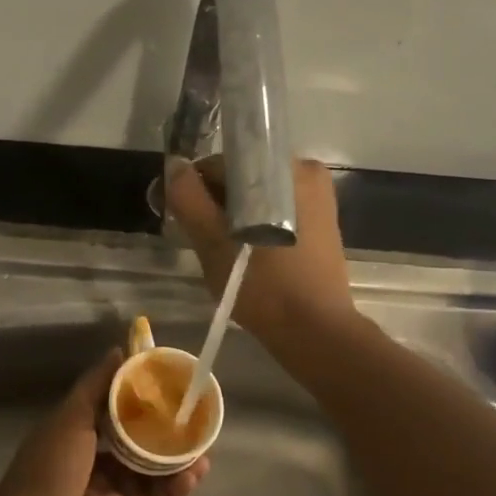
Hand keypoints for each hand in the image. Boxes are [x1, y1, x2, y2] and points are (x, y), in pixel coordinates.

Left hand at [0, 350, 208, 495]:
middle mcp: (93, 460)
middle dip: (165, 430)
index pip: (113, 408)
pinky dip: (175, 488)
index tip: (169, 382)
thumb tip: (120, 350)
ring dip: (176, 460)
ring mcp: (109, 492)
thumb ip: (96, 387)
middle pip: (137, 440)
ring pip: (150, 471)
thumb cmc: (48, 471)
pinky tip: (194, 474)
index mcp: (75, 433)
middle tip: (194, 417)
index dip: (140, 395)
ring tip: (203, 447)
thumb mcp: (69, 420)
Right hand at [164, 156, 355, 347]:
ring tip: (226, 251)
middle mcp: (306, 172)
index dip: (196, 189)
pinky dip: (257, 224)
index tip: (185, 220)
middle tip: (204, 241)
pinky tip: (250, 254)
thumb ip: (190, 199)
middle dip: (218, 204)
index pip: (222, 163)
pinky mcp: (322, 221)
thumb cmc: (264, 286)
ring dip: (236, 216)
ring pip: (258, 196)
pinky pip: (277, 210)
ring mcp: (318, 197)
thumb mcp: (214, 243)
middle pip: (242, 178)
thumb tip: (174, 165)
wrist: (315, 331)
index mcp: (284, 168)